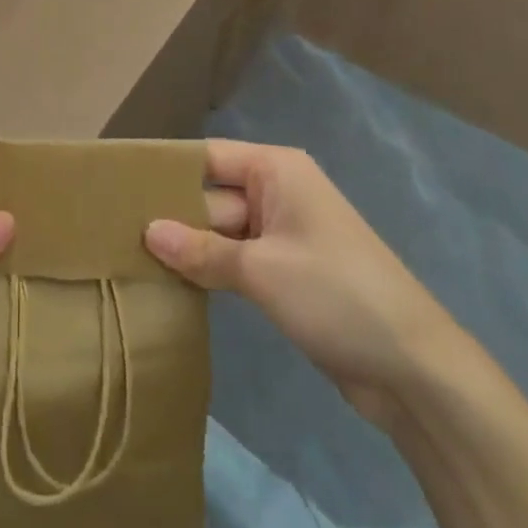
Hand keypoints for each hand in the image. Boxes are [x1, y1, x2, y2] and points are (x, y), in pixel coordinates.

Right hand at [145, 139, 458, 427]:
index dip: (165, 170)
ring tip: (129, 257)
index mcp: (276, 170)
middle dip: (171, 215)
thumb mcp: (261, 270)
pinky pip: (235, 260)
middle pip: (210, 194)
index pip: (207, 157)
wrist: (414, 370)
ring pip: (219, 230)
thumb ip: (201, 250)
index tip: (117, 184)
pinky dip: (209, 270)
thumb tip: (147, 232)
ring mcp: (282, 234)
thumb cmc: (337, 295)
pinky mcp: (284, 272)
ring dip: (188, 247)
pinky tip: (170, 282)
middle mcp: (277, 192)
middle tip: (113, 231)